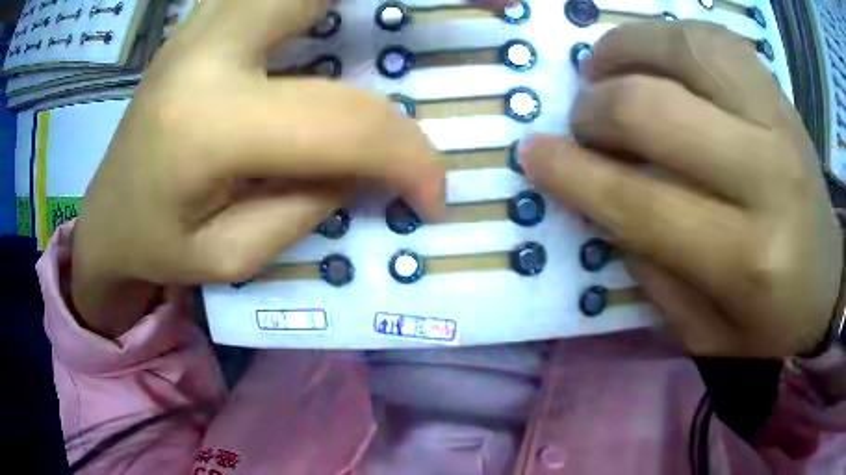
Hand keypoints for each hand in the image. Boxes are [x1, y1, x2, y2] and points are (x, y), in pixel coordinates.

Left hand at [71, 0, 444, 336]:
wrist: (106, 218)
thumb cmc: (158, 248)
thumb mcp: (234, 256)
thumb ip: (311, 201)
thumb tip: (370, 156)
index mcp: (207, 124)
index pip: (343, 122)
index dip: (409, 156)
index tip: (435, 195)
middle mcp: (206, 50)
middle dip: (395, 2)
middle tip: (483, 5)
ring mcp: (200, 25)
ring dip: (347, 0)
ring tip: (393, 15)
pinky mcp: (200, 22)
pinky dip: (309, 1)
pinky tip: (329, 15)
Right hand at [522, 21, 842, 356]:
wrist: (826, 280)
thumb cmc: (768, 318)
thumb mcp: (701, 330)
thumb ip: (650, 271)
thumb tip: (600, 199)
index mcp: (745, 259)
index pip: (640, 203)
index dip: (572, 173)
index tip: (533, 153)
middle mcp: (767, 178)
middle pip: (656, 112)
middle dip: (596, 111)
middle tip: (583, 122)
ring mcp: (778, 121)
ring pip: (683, 51)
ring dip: (624, 51)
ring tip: (602, 68)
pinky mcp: (780, 94)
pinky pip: (713, 38)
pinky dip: (666, 36)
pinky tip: (652, 56)